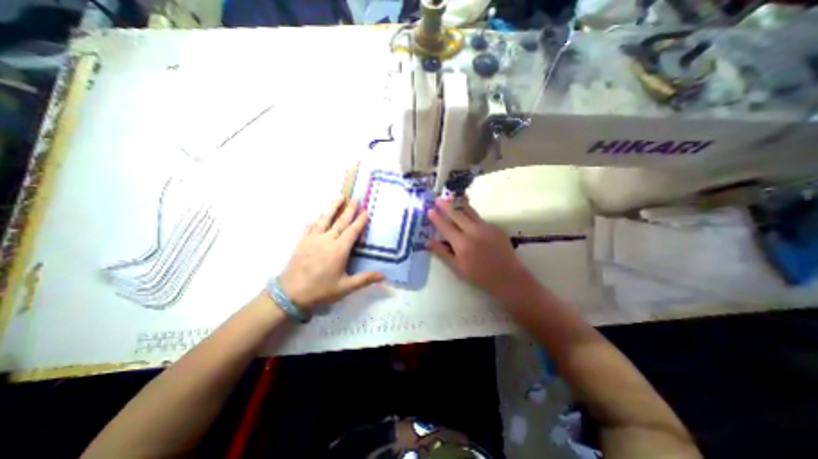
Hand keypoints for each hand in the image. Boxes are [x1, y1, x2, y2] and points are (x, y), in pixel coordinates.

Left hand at [278, 196, 383, 308]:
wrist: (289, 295)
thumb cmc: (320, 291)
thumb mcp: (345, 287)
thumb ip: (365, 279)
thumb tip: (383, 276)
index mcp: (339, 250)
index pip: (352, 231)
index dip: (359, 221)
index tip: (365, 210)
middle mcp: (326, 240)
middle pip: (340, 221)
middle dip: (349, 209)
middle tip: (355, 198)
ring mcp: (312, 240)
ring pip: (324, 220)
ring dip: (332, 208)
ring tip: (339, 197)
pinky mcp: (301, 243)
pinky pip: (309, 228)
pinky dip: (314, 221)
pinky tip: (315, 218)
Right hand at [428, 197, 537, 300]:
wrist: (507, 276)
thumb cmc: (479, 275)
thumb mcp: (457, 267)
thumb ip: (442, 252)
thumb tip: (428, 242)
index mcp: (461, 243)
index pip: (445, 226)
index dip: (436, 217)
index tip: (429, 210)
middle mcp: (473, 231)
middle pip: (457, 214)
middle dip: (446, 205)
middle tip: (438, 199)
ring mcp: (486, 227)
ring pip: (469, 211)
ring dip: (459, 205)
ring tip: (452, 200)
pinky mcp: (495, 227)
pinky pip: (479, 218)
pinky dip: (471, 216)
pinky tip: (468, 219)